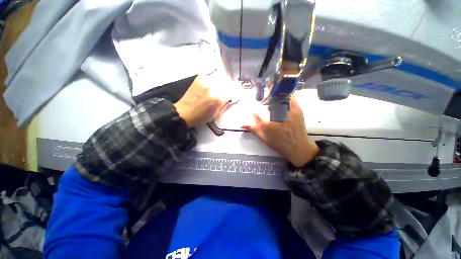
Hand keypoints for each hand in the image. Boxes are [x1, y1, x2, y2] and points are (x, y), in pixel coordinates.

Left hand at [174, 69, 232, 127]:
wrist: (184, 113)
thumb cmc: (201, 117)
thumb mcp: (216, 115)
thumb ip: (225, 106)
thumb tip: (231, 98)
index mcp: (218, 99)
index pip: (232, 91)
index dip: (235, 91)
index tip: (236, 91)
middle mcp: (213, 88)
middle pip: (227, 82)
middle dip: (230, 84)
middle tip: (231, 86)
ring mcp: (205, 81)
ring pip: (220, 75)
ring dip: (224, 78)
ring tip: (224, 80)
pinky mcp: (199, 78)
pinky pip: (209, 70)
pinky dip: (213, 71)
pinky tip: (215, 74)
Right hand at [242, 96, 318, 166]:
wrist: (298, 147)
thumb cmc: (279, 144)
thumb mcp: (264, 138)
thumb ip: (253, 129)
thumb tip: (242, 124)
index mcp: (267, 122)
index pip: (256, 110)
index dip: (253, 109)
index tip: (253, 109)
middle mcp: (277, 114)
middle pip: (267, 101)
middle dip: (264, 101)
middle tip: (263, 104)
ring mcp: (288, 111)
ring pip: (279, 97)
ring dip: (274, 96)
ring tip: (273, 99)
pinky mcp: (297, 109)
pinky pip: (291, 97)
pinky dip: (286, 96)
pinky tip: (283, 98)